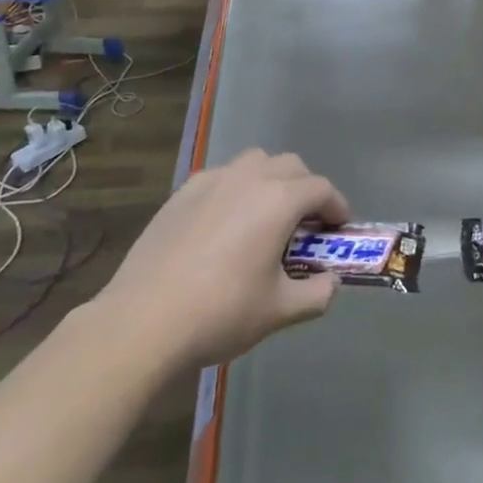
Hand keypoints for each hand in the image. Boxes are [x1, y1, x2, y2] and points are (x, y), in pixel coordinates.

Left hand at [96, 148, 350, 371]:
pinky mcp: (182, 192)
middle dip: (306, 188)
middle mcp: (249, 177)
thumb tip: (331, 283)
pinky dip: (236, 189)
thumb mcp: (279, 311)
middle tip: (306, 224)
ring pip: (255, 162)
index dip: (337, 207)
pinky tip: (225, 224)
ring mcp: (212, 180)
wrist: (143, 320)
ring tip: (266, 216)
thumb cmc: (220, 312)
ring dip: (272, 180)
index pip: (321, 189)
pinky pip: (222, 176)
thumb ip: (317, 294)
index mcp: (279, 199)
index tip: (339, 229)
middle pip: (291, 166)